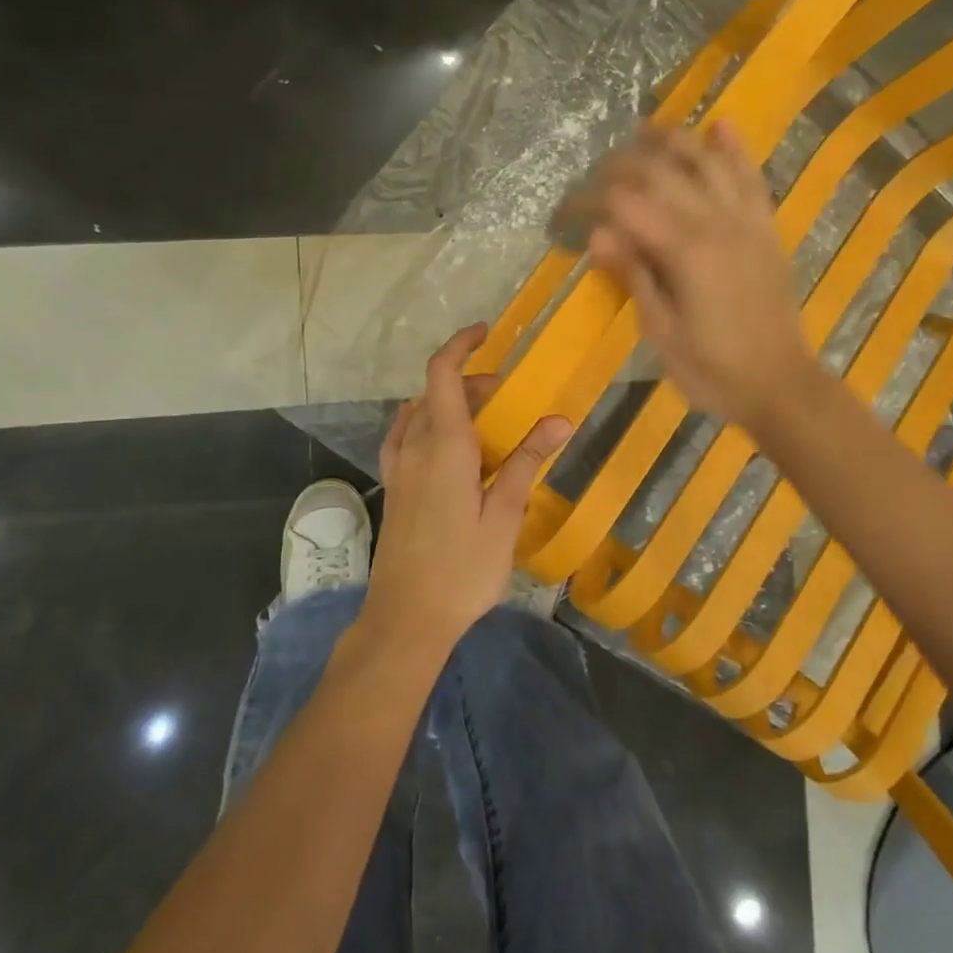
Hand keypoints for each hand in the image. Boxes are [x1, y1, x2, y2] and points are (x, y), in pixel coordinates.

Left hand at [366, 324, 571, 647]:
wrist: (406, 619)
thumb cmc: (462, 569)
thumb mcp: (504, 516)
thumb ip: (526, 462)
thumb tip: (558, 419)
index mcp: (443, 447)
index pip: (442, 375)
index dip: (461, 345)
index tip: (486, 333)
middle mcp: (414, 447)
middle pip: (436, 392)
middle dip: (472, 382)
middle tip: (510, 398)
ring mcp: (399, 468)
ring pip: (421, 413)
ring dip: (452, 404)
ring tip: (487, 423)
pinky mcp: (394, 487)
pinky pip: (407, 436)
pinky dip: (430, 423)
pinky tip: (451, 448)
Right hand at [587, 121, 816, 430]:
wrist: (781, 386)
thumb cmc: (713, 370)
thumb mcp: (661, 332)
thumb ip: (634, 275)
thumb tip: (597, 234)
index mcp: (685, 252)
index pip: (626, 205)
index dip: (590, 200)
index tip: (565, 208)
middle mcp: (717, 223)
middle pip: (662, 172)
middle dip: (622, 164)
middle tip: (595, 174)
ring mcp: (747, 221)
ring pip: (707, 162)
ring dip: (673, 141)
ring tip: (643, 131)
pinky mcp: (767, 229)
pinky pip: (751, 178)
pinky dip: (735, 150)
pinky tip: (720, 126)